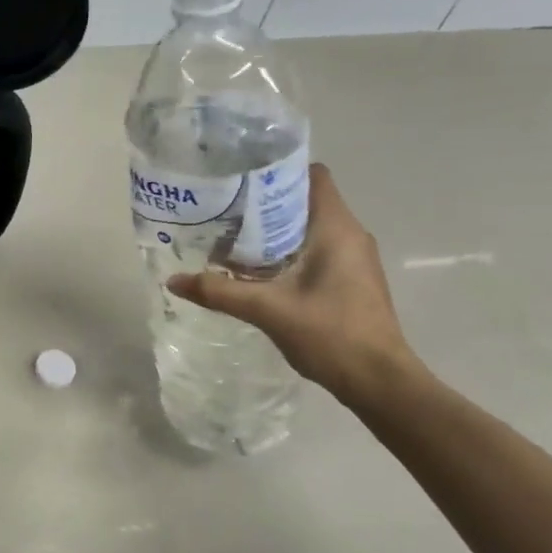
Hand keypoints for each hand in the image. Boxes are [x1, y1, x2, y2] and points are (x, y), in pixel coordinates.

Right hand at [167, 164, 420, 405]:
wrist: (378, 381)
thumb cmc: (331, 334)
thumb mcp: (267, 310)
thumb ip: (219, 292)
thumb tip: (173, 280)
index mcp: (336, 228)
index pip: (312, 175)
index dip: (277, 170)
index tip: (240, 178)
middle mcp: (349, 235)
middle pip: (303, 201)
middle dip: (263, 203)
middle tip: (221, 210)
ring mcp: (352, 259)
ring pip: (306, 229)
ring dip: (271, 232)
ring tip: (229, 239)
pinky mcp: (348, 280)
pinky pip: (312, 251)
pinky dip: (283, 253)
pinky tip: (254, 272)